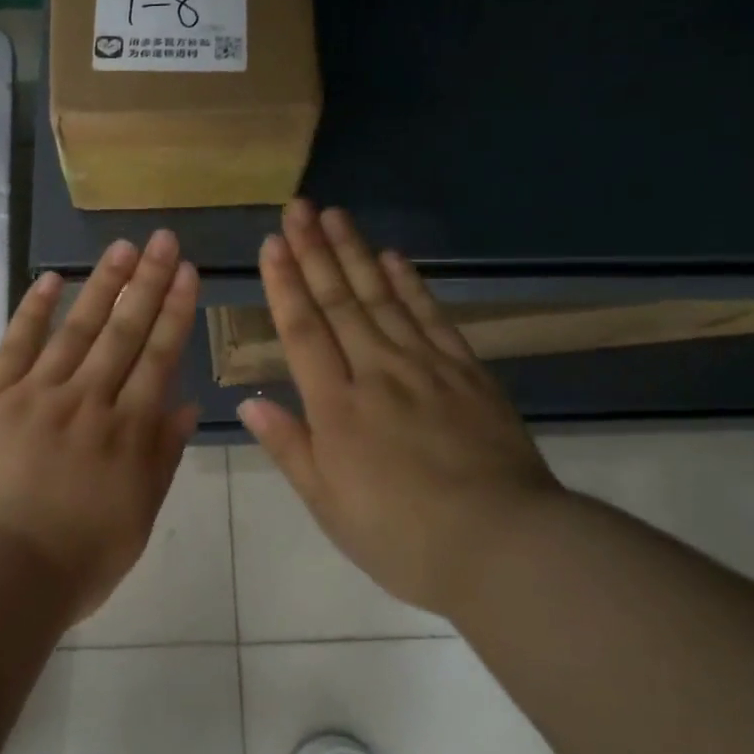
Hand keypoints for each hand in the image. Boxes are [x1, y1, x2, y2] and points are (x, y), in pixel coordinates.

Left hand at [0, 231, 200, 620]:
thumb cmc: (78, 559)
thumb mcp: (139, 516)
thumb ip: (162, 458)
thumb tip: (187, 406)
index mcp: (128, 431)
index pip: (159, 357)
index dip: (175, 312)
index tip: (187, 273)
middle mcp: (89, 400)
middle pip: (123, 331)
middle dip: (147, 282)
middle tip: (163, 240)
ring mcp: (38, 394)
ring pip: (77, 328)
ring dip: (101, 284)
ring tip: (122, 247)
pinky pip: (16, 345)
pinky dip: (34, 311)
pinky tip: (51, 279)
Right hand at [237, 202, 566, 617]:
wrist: (504, 545)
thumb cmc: (402, 537)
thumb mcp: (329, 506)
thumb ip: (290, 448)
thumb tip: (250, 402)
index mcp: (337, 407)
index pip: (303, 331)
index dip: (285, 284)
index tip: (272, 243)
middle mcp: (377, 372)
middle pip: (340, 301)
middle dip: (315, 251)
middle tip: (299, 208)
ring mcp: (426, 367)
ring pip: (383, 298)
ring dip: (357, 254)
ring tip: (336, 216)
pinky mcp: (467, 373)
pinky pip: (433, 317)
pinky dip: (411, 285)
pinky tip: (395, 259)